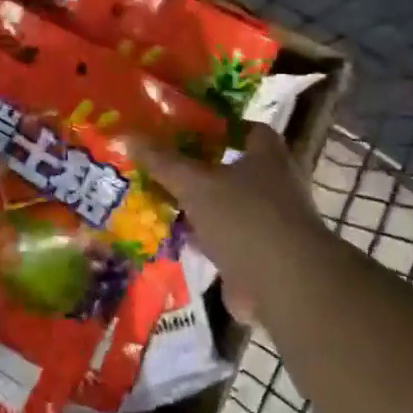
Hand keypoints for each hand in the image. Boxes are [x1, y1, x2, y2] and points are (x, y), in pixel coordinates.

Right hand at [133, 124, 325, 318]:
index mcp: (268, 156)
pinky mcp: (263, 257)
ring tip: (162, 201)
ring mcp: (272, 224)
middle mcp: (276, 185)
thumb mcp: (195, 184)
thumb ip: (163, 161)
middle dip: (202, 170)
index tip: (186, 130)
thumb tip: (128, 134)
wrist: (284, 285)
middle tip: (165, 166)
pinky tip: (176, 240)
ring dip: (202, 208)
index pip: (247, 129)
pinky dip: (205, 240)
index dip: (219, 127)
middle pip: (235, 169)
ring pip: (229, 207)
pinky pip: (227, 241)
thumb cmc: (244, 218)